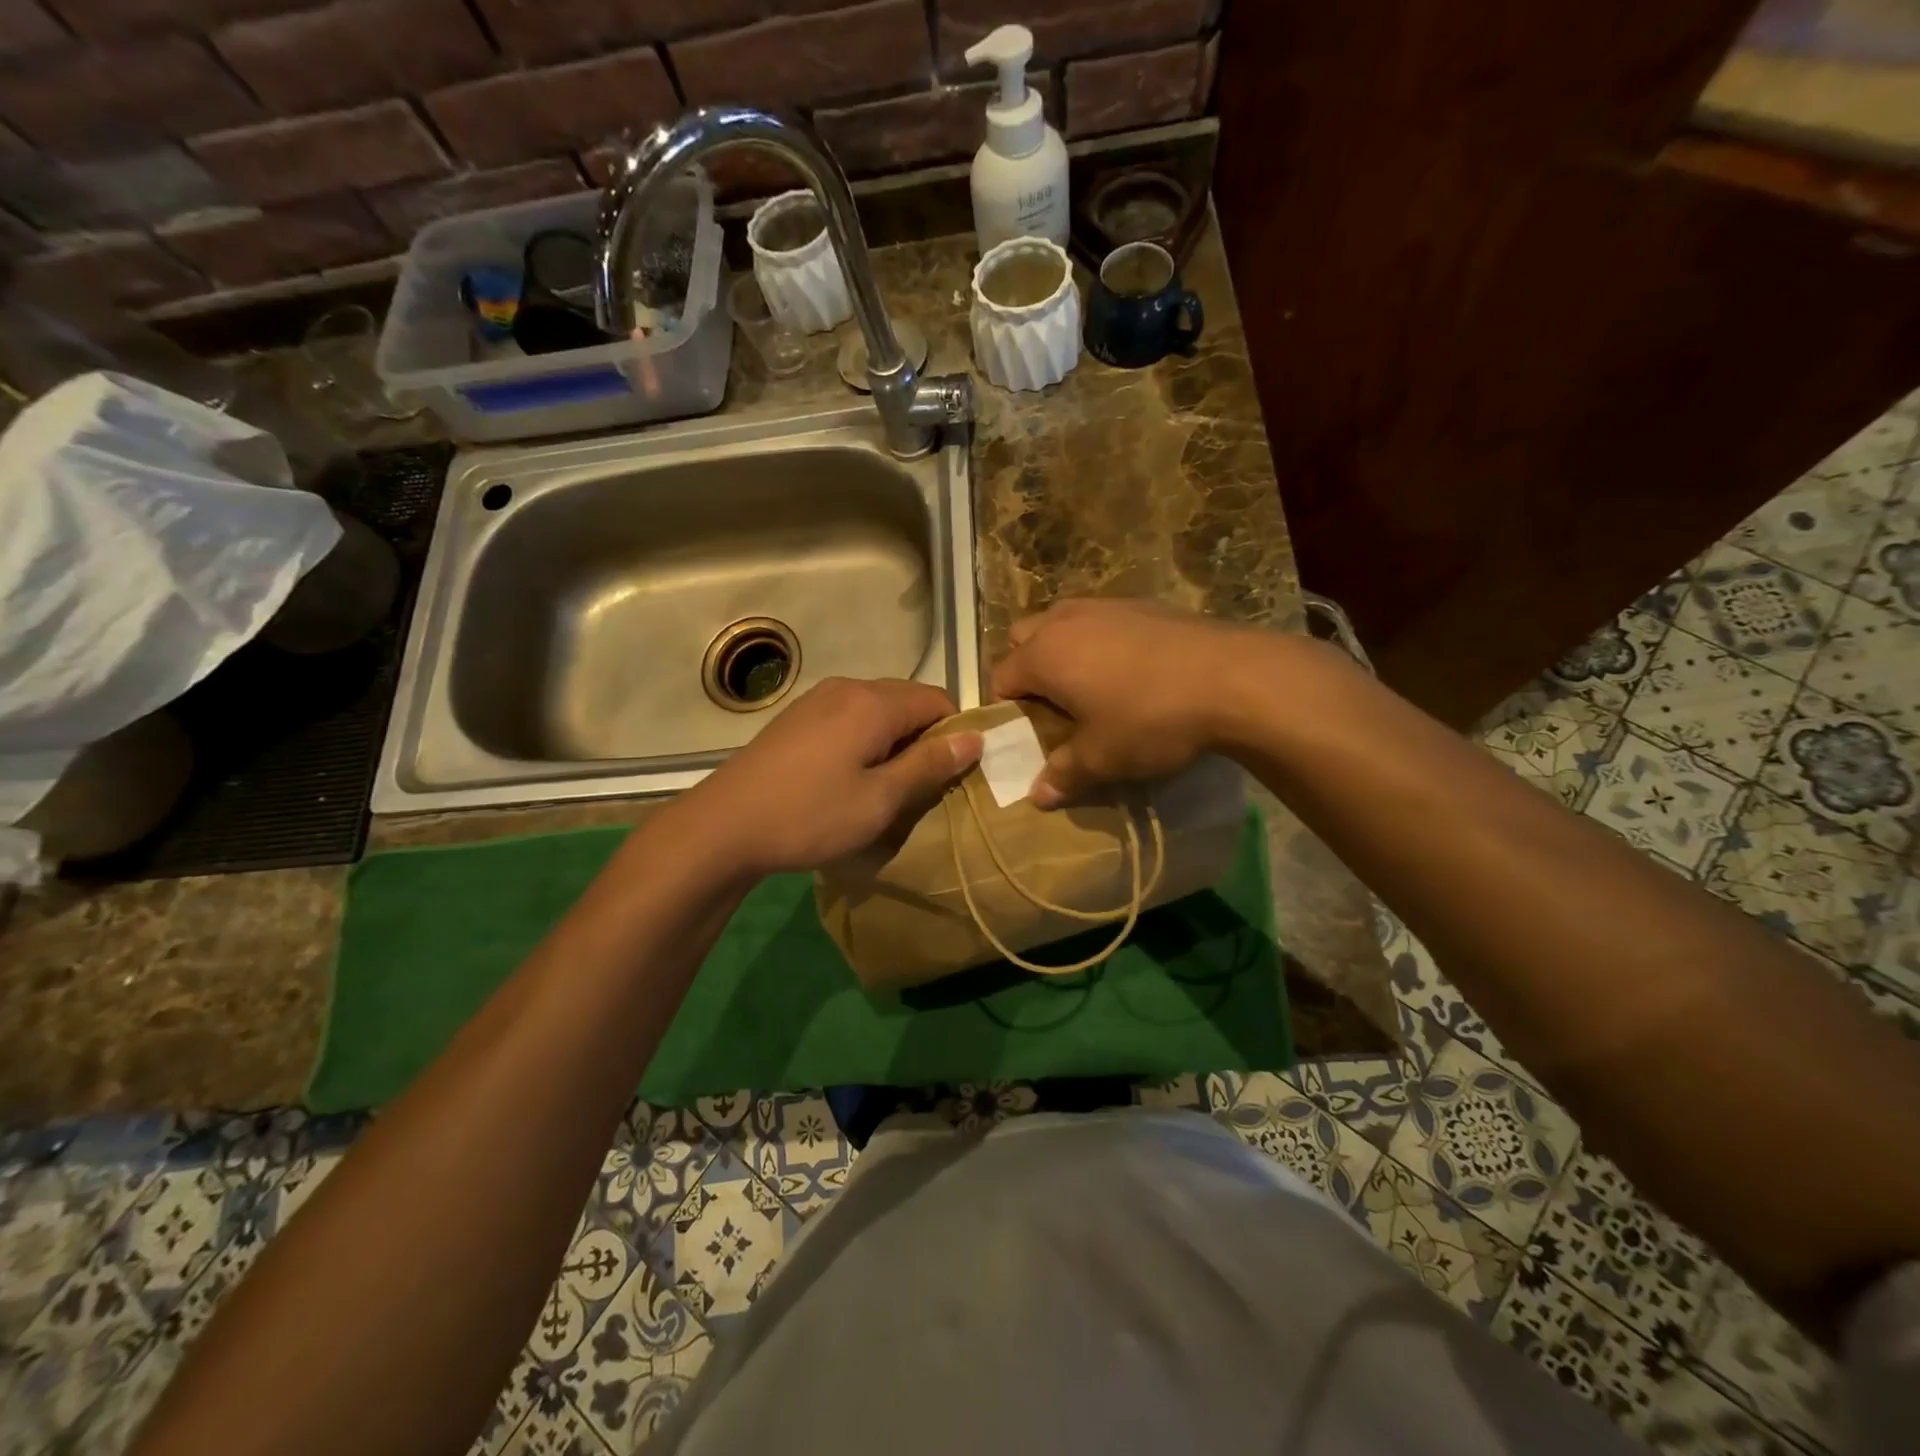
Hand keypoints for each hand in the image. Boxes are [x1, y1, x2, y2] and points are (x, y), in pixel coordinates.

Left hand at [676, 677, 982, 877]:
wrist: (723, 826)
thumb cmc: (810, 815)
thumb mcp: (880, 799)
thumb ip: (929, 764)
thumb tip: (975, 738)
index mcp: (873, 702)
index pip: (938, 699)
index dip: (955, 733)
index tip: (952, 775)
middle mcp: (848, 687)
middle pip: (908, 699)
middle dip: (925, 736)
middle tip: (922, 785)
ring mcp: (817, 699)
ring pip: (878, 708)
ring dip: (894, 739)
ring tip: (887, 785)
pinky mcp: (797, 717)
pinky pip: (850, 716)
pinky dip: (866, 738)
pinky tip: (850, 776)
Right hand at [989, 598, 1287, 807]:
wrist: (1233, 678)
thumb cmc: (1150, 719)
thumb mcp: (1102, 758)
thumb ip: (1063, 774)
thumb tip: (1037, 797)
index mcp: (1043, 655)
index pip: (1001, 677)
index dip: (1006, 708)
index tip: (1026, 733)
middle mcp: (1065, 621)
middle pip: (1023, 637)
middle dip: (1028, 667)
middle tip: (1053, 704)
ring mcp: (1105, 605)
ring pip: (1063, 622)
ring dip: (1064, 649)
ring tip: (1091, 685)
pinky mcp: (1144, 603)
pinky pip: (1103, 620)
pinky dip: (1102, 640)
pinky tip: (1133, 670)